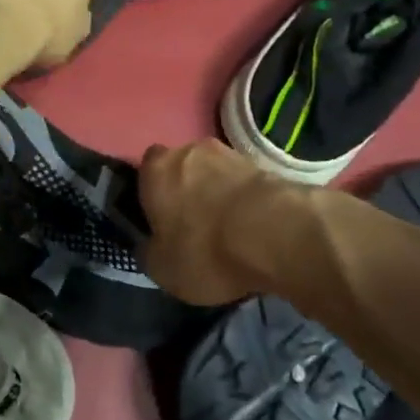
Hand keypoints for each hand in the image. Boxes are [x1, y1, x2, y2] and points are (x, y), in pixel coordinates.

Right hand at [139, 139, 299, 307]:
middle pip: (182, 168)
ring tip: (228, 230)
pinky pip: (242, 183)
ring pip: (214, 173)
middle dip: (187, 191)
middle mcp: (189, 150)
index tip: (160, 220)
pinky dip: (244, 201)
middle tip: (194, 225)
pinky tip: (251, 227)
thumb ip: (149, 252)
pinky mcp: (263, 164)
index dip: (152, 195)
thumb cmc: (205, 249)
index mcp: (156, 169)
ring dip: (217, 194)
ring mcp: (229, 153)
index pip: (145, 172)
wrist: (275, 233)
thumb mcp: (162, 269)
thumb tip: (149, 245)